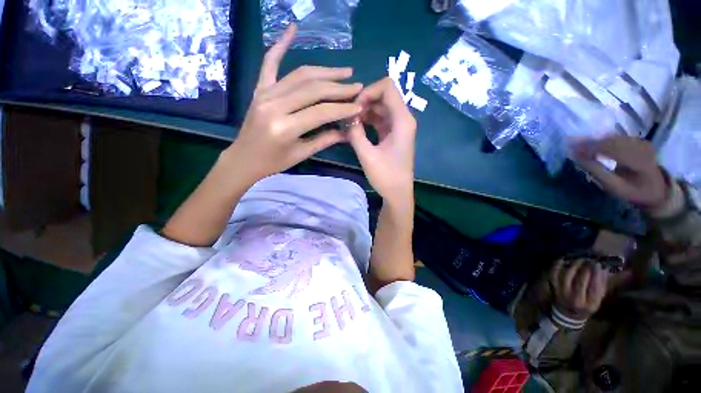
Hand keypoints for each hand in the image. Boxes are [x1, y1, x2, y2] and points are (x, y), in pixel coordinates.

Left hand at [225, 24, 362, 184]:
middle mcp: (274, 105)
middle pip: (313, 89)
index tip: (359, 105)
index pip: (321, 112)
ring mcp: (265, 93)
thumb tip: (347, 131)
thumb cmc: (273, 162)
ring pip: (300, 75)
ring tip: (344, 72)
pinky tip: (292, 30)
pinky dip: (280, 45)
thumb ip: (325, 140)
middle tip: (357, 86)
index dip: (343, 108)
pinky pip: (270, 63)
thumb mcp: (301, 154)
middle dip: (338, 87)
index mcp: (285, 127)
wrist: (244, 158)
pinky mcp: (260, 88)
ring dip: (324, 71)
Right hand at [347, 78, 416, 204]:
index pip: (387, 87)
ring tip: (350, 122)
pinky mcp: (393, 134)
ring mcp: (399, 126)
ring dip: (365, 111)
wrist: (397, 193)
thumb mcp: (367, 155)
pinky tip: (356, 127)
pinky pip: (380, 119)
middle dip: (364, 101)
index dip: (369, 91)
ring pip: (381, 107)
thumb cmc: (386, 176)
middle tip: (349, 115)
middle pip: (384, 95)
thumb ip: (356, 133)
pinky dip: (368, 120)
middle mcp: (403, 118)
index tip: (355, 107)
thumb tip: (347, 118)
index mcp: (402, 120)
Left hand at [551, 259, 608, 321]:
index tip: (598, 264)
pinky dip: (558, 266)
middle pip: (581, 280)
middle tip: (589, 259)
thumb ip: (601, 285)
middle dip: (586, 268)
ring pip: (568, 275)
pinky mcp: (554, 287)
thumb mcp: (598, 300)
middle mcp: (575, 298)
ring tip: (580, 259)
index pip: (594, 287)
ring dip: (574, 265)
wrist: (568, 314)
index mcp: (590, 304)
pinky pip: (554, 274)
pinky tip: (563, 259)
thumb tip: (604, 268)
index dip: (596, 274)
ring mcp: (562, 292)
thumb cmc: (586, 306)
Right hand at [573, 135, 668, 208]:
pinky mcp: (640, 141)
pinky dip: (605, 140)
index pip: (612, 150)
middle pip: (613, 141)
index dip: (591, 149)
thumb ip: (598, 172)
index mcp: (639, 162)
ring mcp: (642, 143)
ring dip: (597, 140)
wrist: (656, 189)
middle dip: (592, 143)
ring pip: (615, 138)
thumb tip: (578, 159)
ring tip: (581, 145)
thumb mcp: (615, 187)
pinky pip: (619, 137)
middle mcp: (642, 148)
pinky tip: (595, 144)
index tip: (573, 151)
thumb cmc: (633, 191)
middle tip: (573, 146)